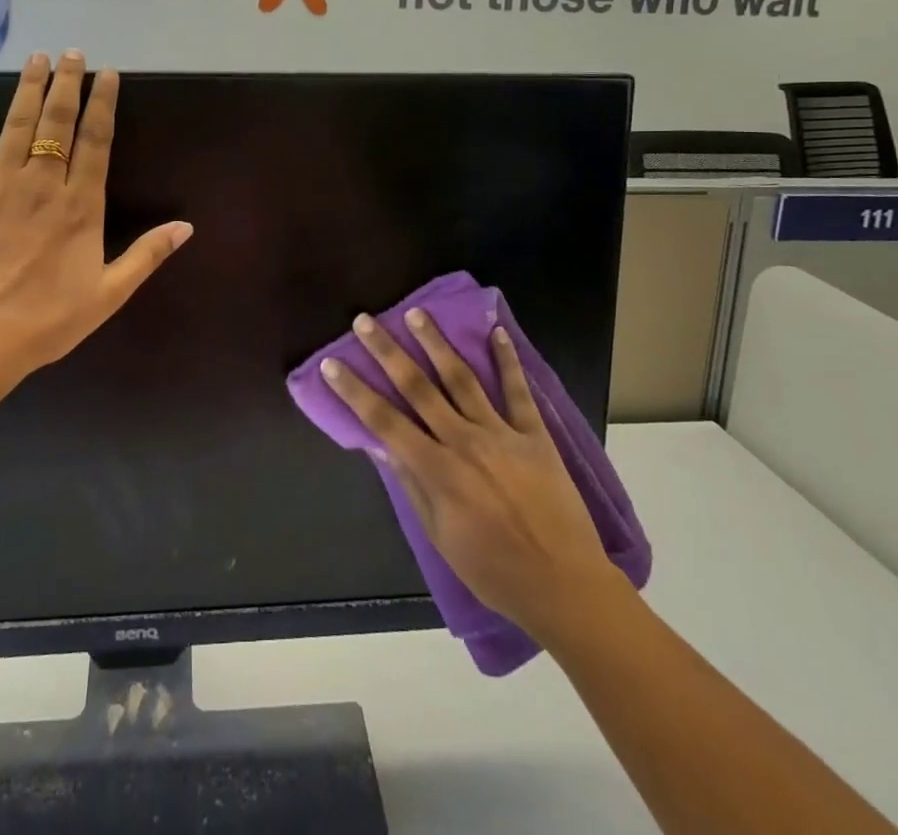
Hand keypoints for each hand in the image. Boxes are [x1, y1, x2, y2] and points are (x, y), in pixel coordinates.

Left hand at [0, 50, 191, 386]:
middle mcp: (42, 185)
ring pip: (16, 128)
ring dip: (27, 90)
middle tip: (71, 52)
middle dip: (67, 84)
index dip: (103, 104)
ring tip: (36, 58)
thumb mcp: (108, 294)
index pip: (96, 141)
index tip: (107, 74)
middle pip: (57, 124)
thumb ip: (147, 255)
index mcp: (79, 206)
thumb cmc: (47, 321)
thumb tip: (187, 226)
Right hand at [323, 310, 622, 635]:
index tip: (333, 363)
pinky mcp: (535, 435)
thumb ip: (413, 486)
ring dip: (436, 344)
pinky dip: (507, 360)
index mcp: (437, 470)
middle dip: (387, 351)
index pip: (384, 421)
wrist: (565, 585)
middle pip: (417, 387)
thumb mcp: (441, 537)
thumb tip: (383, 447)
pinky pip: (518, 391)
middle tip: (365, 320)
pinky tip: (496, 332)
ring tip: (417, 313)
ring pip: (461, 378)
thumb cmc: (495, 571)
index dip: (355, 391)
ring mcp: (501, 433)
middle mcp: (464, 441)